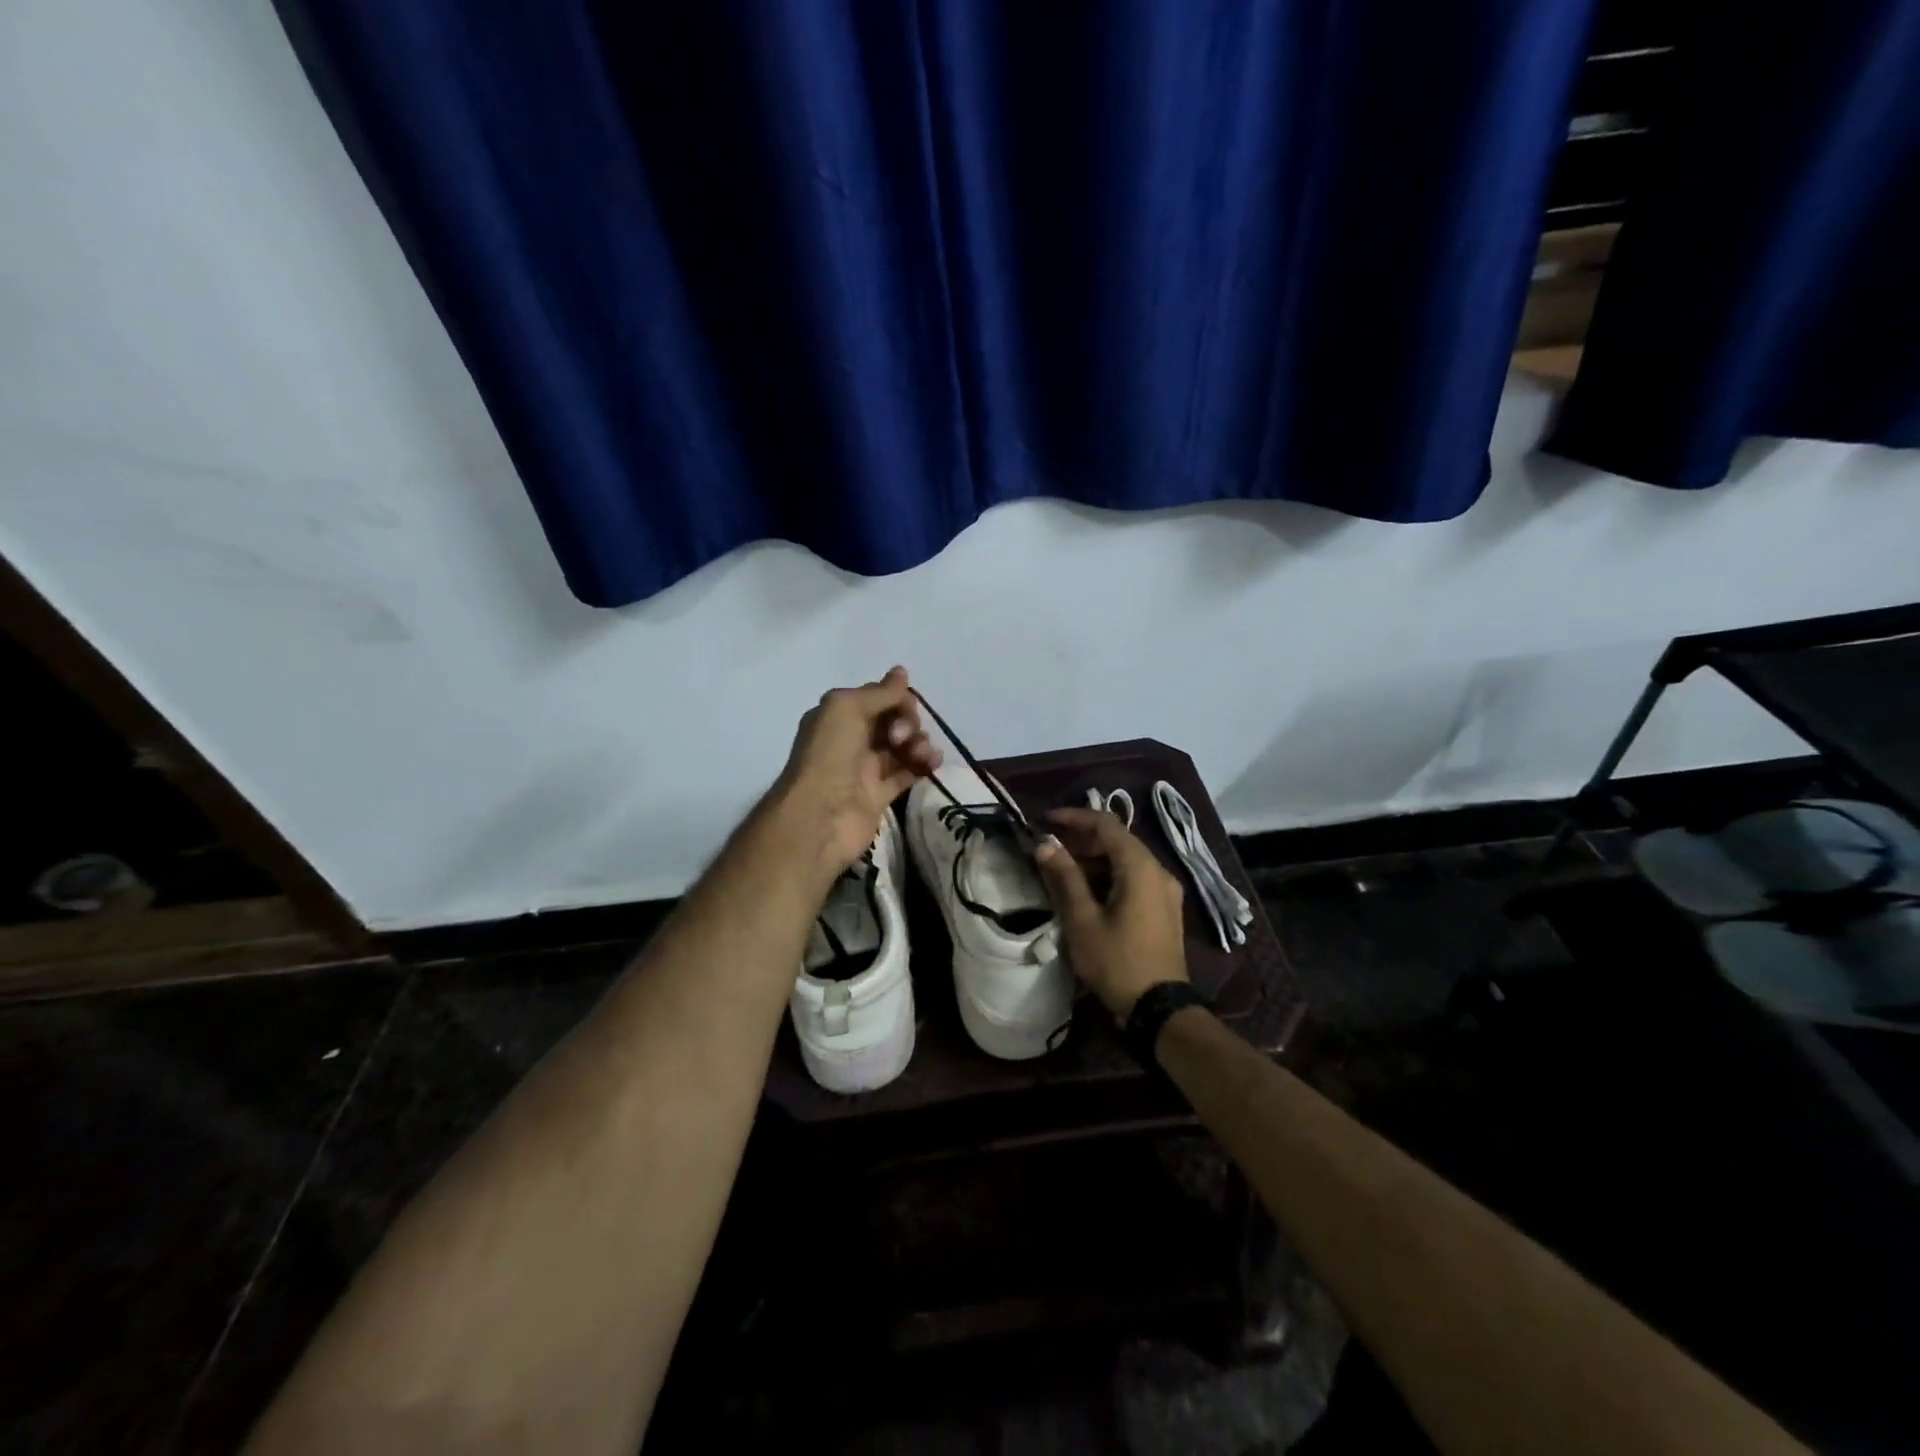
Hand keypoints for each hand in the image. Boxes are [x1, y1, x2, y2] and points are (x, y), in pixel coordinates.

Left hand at [767, 667, 941, 879]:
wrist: (819, 817)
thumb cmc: (829, 755)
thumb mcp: (847, 709)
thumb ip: (879, 693)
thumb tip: (902, 672)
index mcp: (839, 716)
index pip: (878, 698)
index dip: (896, 699)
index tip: (903, 708)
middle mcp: (852, 739)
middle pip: (894, 720)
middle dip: (908, 721)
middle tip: (900, 737)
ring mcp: (867, 768)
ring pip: (904, 746)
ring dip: (919, 742)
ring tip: (920, 754)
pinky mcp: (881, 795)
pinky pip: (908, 772)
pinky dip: (923, 764)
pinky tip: (933, 762)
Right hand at [1034, 807, 1187, 1018]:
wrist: (1159, 1008)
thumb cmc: (1117, 961)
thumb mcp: (1083, 920)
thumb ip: (1065, 877)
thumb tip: (1045, 845)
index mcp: (1140, 867)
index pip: (1105, 824)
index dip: (1074, 817)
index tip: (1045, 820)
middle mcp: (1158, 870)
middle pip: (1118, 839)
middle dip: (1081, 838)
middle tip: (1049, 846)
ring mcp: (1165, 889)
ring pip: (1126, 859)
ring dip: (1094, 858)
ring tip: (1061, 867)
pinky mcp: (1165, 907)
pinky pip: (1135, 877)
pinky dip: (1109, 874)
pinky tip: (1086, 888)